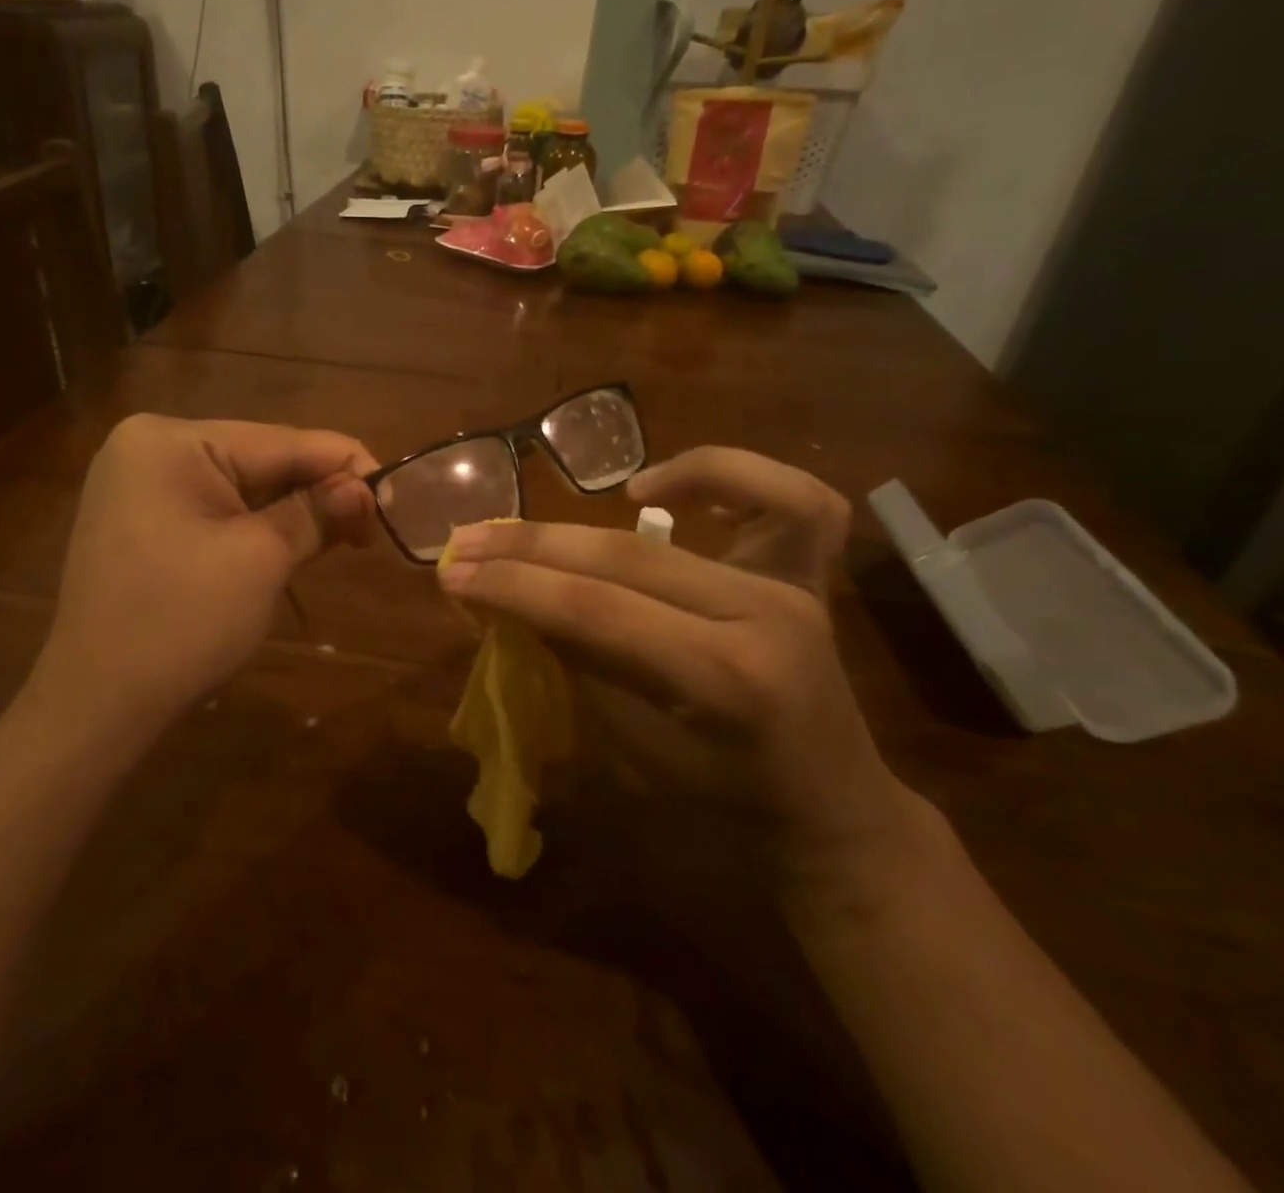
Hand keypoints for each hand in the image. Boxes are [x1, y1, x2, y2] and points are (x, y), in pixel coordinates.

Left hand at [28, 415, 377, 745]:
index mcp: (171, 441)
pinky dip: (259, 526)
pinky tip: (296, 541)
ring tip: (346, 536)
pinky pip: (216, 509)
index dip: (345, 464)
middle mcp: (150, 447)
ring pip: (242, 486)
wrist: (97, 707)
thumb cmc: (182, 624)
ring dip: (293, 511)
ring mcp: (140, 485)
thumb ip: (317, 512)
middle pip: (261, 459)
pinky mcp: (142, 520)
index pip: (281, 440)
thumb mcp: (261, 560)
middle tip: (372, 527)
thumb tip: (367, 488)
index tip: (395, 495)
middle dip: (319, 491)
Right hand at [437, 447, 915, 888]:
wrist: (831, 809)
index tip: (452, 574)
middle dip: (531, 547)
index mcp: (726, 680)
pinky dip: (719, 473)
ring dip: (594, 513)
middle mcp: (766, 615)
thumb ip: (577, 659)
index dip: (516, 587)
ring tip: (543, 520)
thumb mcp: (635, 748)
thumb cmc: (724, 802)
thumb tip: (511, 599)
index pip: (598, 611)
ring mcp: (794, 585)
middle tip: (467, 542)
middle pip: (625, 557)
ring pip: (674, 522)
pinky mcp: (807, 573)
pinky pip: (785, 496)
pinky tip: (654, 489)